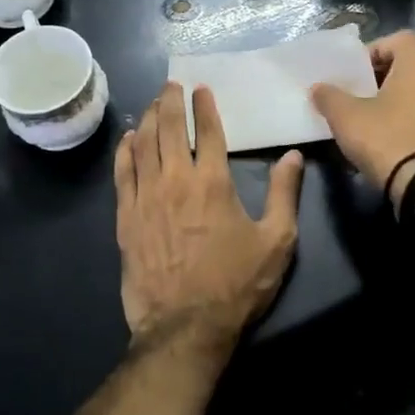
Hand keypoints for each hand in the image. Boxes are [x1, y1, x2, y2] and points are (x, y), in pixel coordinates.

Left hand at [114, 82, 303, 351]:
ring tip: (153, 103)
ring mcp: (146, 198)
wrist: (184, 328)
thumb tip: (293, 156)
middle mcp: (176, 180)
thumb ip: (285, 195)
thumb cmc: (236, 285)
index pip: (208, 131)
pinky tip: (129, 140)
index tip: (201, 89)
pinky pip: (122, 174)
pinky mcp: (126, 218)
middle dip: (171, 102)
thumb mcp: (276, 242)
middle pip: (170, 129)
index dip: (205, 106)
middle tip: (171, 85)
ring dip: (149, 119)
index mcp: (213, 182)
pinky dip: (125, 151)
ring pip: (143, 145)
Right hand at [310, 31, 414, 203]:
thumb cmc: (386, 140)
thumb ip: (329, 96)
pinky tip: (398, 140)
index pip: (399, 40)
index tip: (357, 72)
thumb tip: (318, 89)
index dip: (375, 50)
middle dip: (386, 77)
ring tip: (378, 119)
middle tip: (362, 95)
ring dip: (403, 100)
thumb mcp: (346, 117)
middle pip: (412, 65)